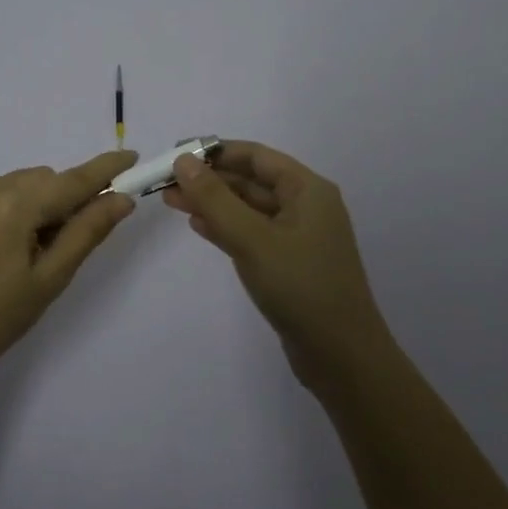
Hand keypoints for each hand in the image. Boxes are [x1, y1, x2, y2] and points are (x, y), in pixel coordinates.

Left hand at [0, 150, 137, 381]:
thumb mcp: (50, 279)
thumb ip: (87, 232)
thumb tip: (121, 199)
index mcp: (14, 206)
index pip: (71, 180)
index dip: (104, 169)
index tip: (130, 156)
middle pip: (40, 179)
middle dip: (60, 198)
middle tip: (60, 241)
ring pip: (11, 184)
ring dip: (28, 203)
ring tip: (20, 250)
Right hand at [163, 140, 390, 389]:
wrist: (341, 356)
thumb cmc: (300, 287)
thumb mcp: (252, 239)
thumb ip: (215, 199)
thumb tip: (183, 161)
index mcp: (307, 190)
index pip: (256, 156)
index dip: (216, 152)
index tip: (177, 154)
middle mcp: (306, 206)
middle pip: (251, 181)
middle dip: (209, 179)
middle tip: (166, 182)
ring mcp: (298, 236)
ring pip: (248, 208)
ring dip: (212, 203)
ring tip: (171, 201)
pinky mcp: (289, 262)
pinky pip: (252, 233)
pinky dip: (225, 227)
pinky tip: (198, 225)